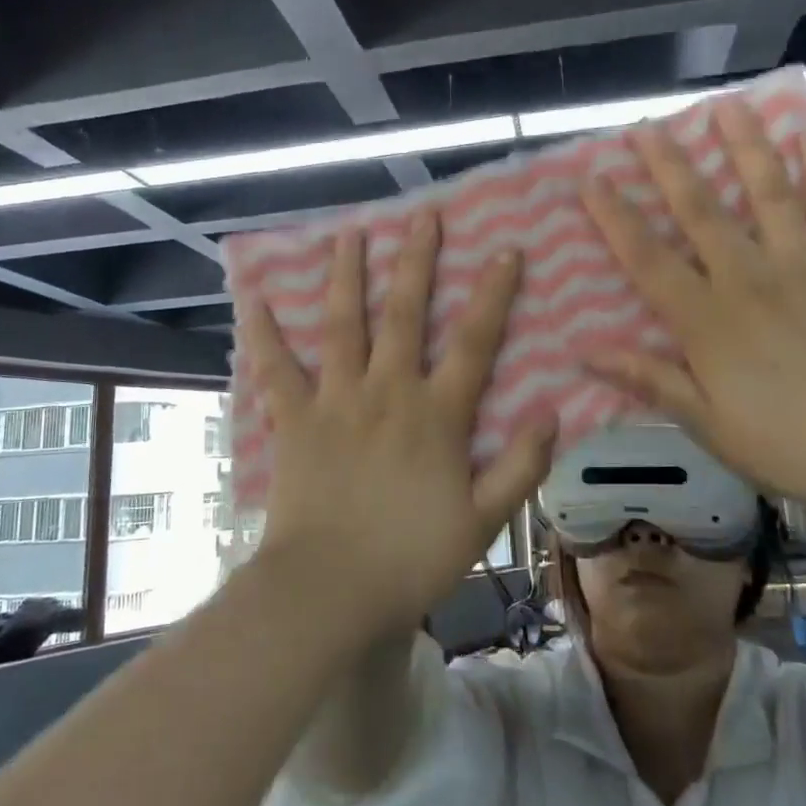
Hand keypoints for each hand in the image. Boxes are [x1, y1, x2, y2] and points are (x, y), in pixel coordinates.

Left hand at [238, 213, 554, 633]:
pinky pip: (276, 368)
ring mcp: (336, 400)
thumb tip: (552, 413)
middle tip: (423, 216)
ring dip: (347, 275)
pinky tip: (253, 297)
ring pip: (342, 325)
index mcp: (436, 414)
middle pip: (403, 314)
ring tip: (350, 234)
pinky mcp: (294, 420)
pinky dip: (264, 333)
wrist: (330, 589)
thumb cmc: (412, 558)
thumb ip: (521, 465)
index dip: (493, 294)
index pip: (473, 341)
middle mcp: (387, 391)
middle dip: (416, 261)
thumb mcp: (484, 520)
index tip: (506, 250)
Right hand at [578, 101, 805, 517]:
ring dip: (742, 146)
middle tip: (645, 125)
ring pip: (766, 191)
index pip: (647, 258)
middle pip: (699, 210)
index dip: (614, 217)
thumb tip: (587, 354)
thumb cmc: (801, 443)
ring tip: (724, 107)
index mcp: (708, 319)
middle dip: (667, 165)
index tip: (591, 178)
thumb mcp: (714, 427)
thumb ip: (652, 382)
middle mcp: (750, 276)